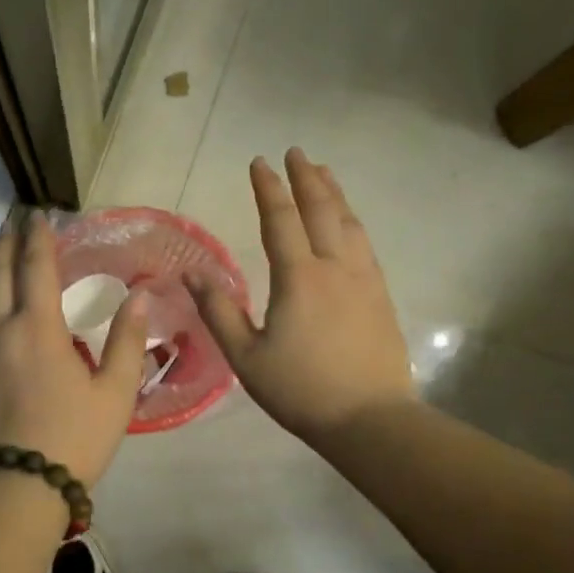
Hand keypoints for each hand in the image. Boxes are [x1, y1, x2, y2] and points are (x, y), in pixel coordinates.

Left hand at [0, 215, 149, 487]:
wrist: (15, 486)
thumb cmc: (73, 439)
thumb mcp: (115, 393)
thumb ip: (128, 342)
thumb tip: (140, 297)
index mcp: (39, 328)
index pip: (36, 268)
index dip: (38, 239)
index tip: (38, 216)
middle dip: (5, 245)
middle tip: (9, 223)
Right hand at [189, 148, 413, 443]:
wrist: (370, 420)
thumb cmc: (300, 389)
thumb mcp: (246, 356)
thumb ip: (219, 311)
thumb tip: (193, 273)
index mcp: (299, 278)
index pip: (281, 220)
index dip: (268, 189)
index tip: (259, 162)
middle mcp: (335, 268)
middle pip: (322, 211)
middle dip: (306, 178)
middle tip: (296, 153)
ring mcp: (364, 281)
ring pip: (349, 224)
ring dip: (334, 194)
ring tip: (324, 173)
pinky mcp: (380, 297)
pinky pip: (364, 245)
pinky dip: (352, 222)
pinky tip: (349, 224)